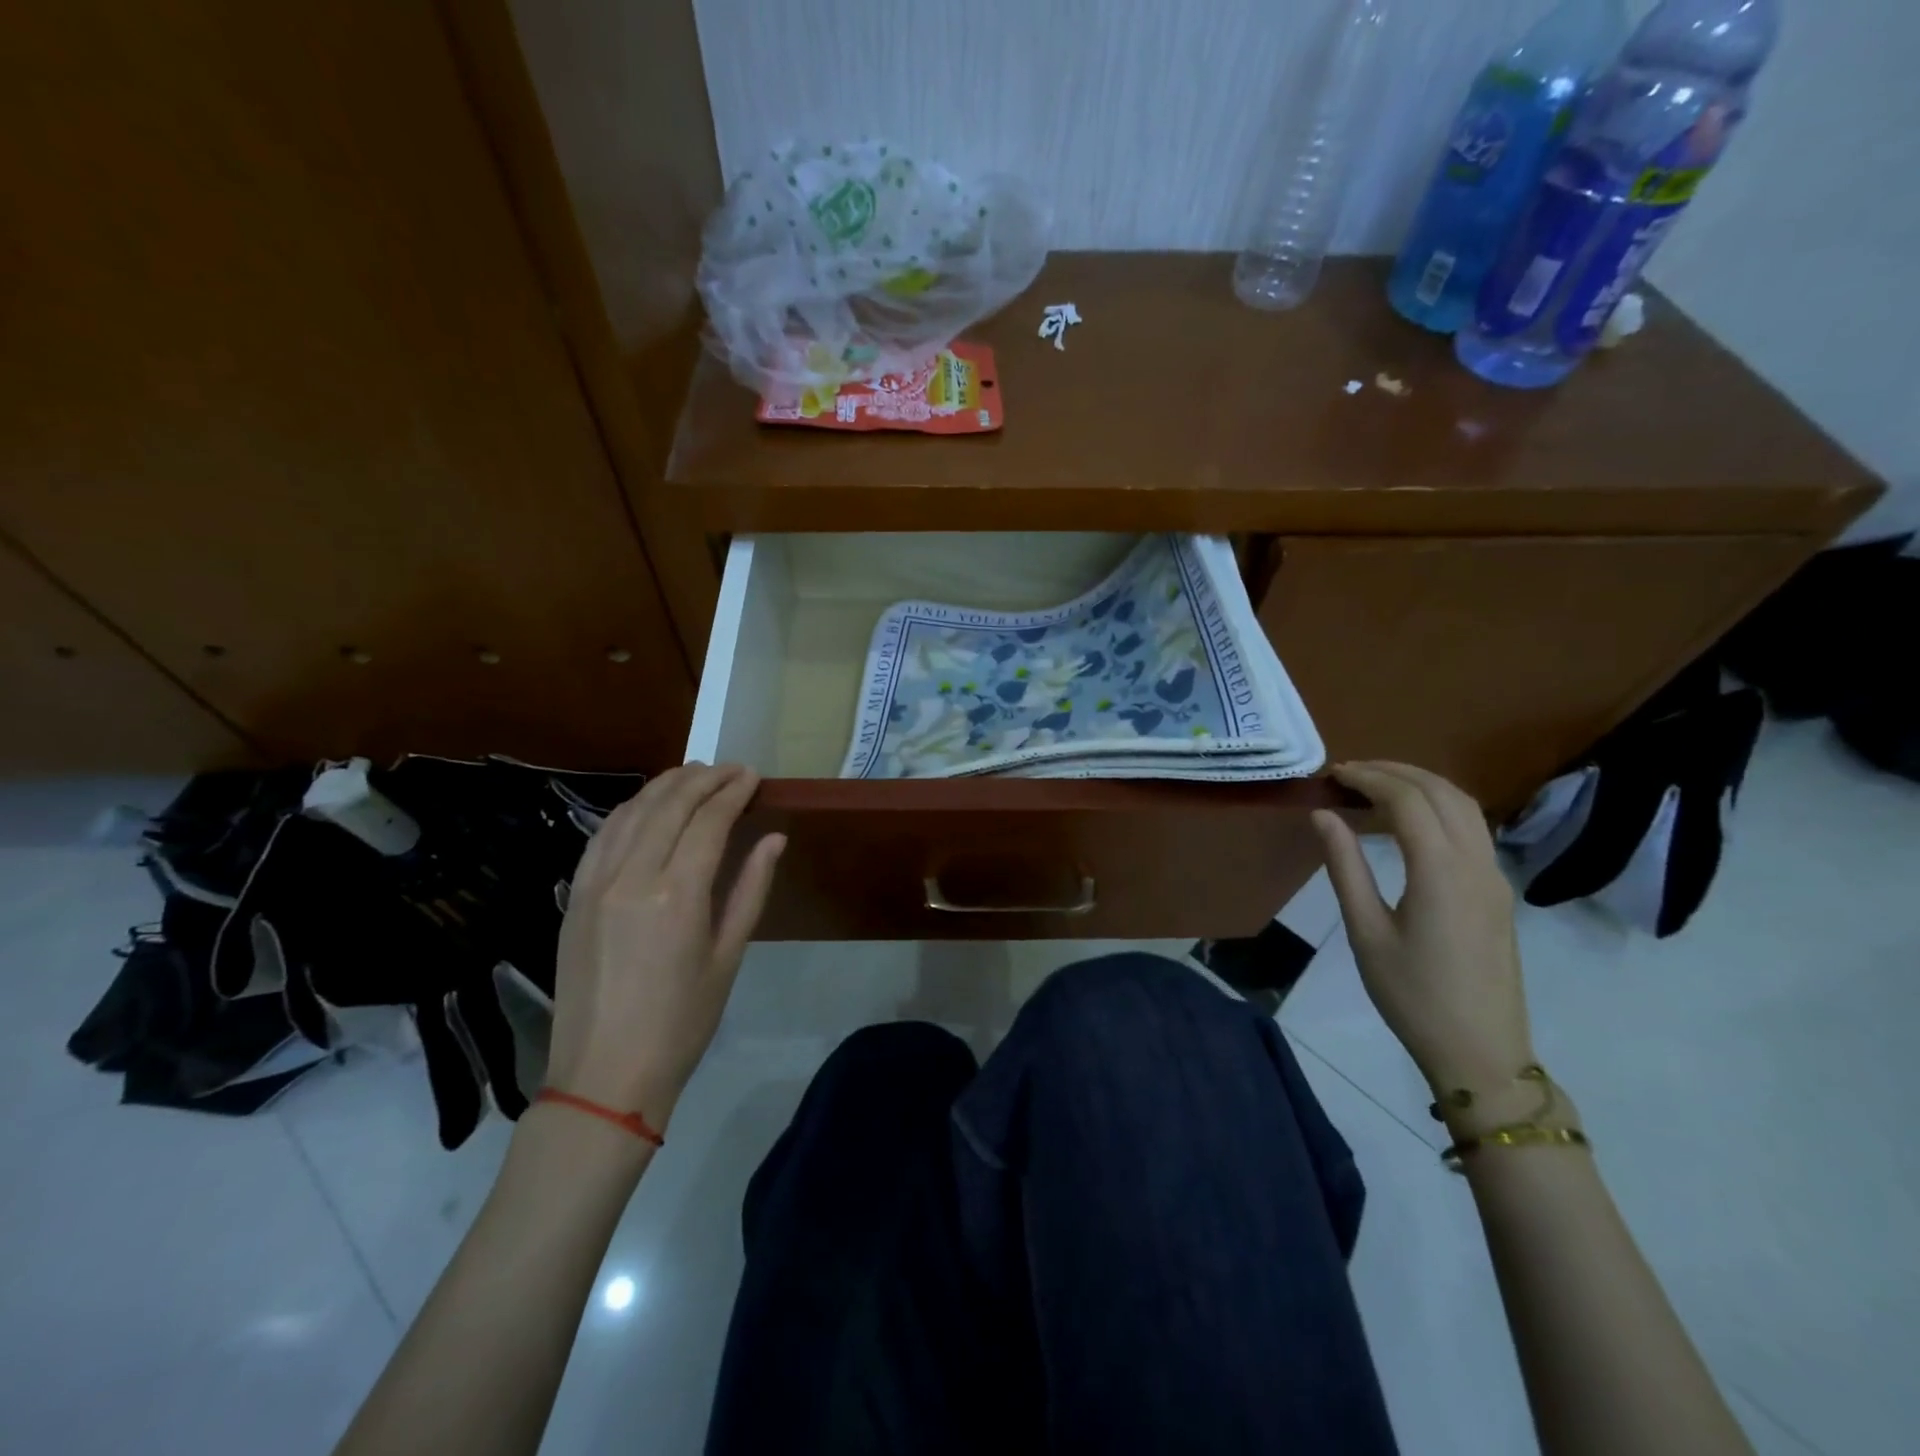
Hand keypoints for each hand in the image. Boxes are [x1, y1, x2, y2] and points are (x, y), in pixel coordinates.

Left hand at [545, 763, 783, 1129]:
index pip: (708, 821)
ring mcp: (595, 884)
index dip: (732, 792)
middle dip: (703, 778)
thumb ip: (750, 889)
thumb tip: (774, 838)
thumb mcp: (728, 956)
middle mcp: (632, 877)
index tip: (753, 776)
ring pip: (631, 813)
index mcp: (677, 895)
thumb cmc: (682, 1022)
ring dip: (664, 786)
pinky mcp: (574, 897)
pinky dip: (628, 810)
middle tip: (730, 769)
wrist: (605, 1074)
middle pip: (669, 806)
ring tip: (693, 775)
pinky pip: (601, 836)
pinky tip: (646, 805)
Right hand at [1310, 762, 1534, 1098]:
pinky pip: (1472, 829)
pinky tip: (1407, 822)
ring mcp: (1495, 877)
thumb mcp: (1365, 931)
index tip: (1333, 774)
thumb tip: (1323, 815)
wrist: (1480, 1051)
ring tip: (1376, 787)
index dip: (1369, 778)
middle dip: (1396, 771)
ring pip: (1465, 807)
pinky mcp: (1498, 892)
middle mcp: (1477, 864)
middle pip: (1442, 792)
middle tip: (1350, 772)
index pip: (1408, 800)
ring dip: (1422, 785)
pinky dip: (1438, 808)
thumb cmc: (1411, 994)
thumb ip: (1344, 866)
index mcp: (1441, 872)